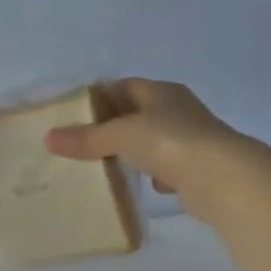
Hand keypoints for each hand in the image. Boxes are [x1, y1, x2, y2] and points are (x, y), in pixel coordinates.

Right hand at [44, 79, 252, 216]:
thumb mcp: (121, 135)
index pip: (124, 86)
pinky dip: (153, 173)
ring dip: (133, 151)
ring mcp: (190, 139)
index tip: (73, 114)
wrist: (222, 177)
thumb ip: (87, 138)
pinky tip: (142, 184)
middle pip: (137, 113)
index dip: (98, 97)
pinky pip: (168, 166)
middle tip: (81, 142)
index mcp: (161, 92)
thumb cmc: (169, 142)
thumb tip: (48, 138)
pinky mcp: (197, 167)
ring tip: (104, 164)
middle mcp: (177, 110)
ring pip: (152, 141)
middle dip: (112, 126)